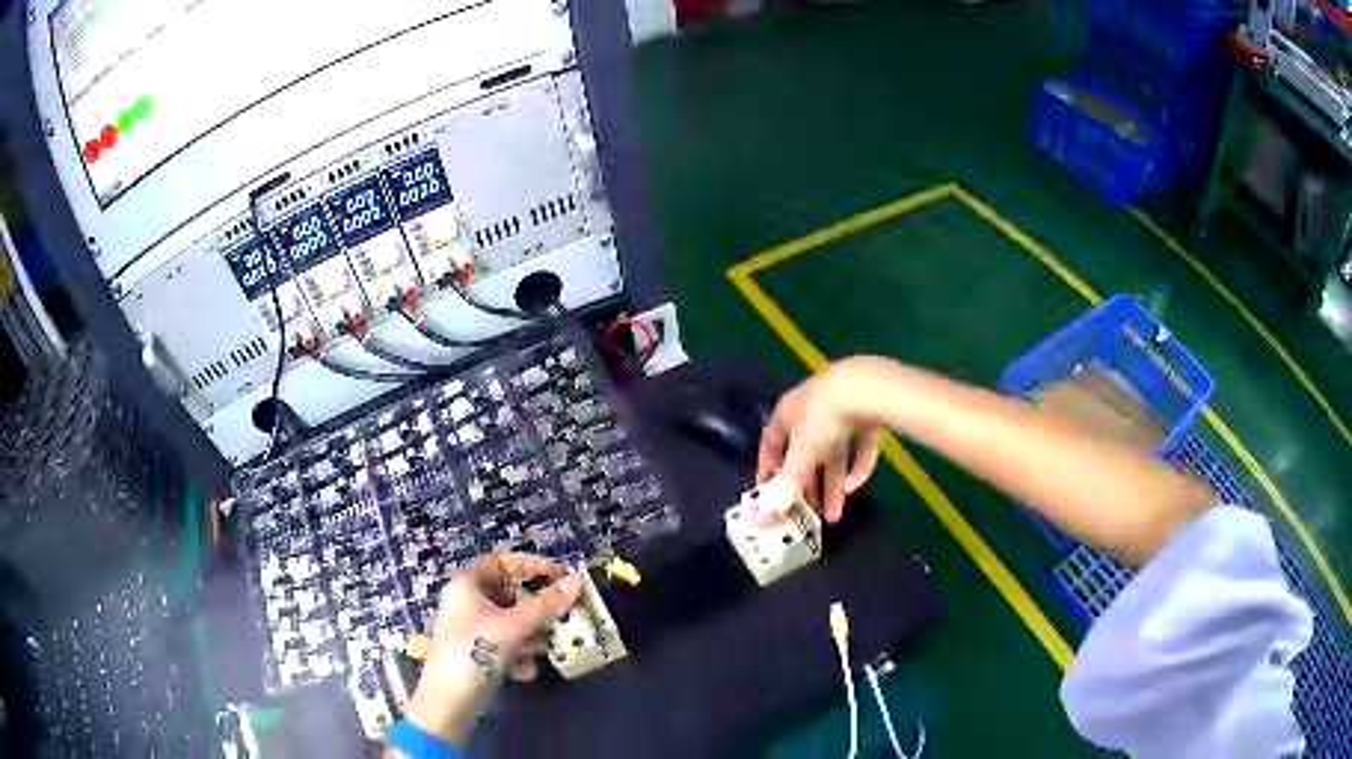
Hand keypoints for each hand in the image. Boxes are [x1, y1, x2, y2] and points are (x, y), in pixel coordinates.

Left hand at [405, 552, 581, 743]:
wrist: (448, 702)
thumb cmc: (475, 652)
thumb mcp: (514, 626)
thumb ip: (547, 604)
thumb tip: (577, 580)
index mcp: (467, 585)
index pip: (500, 561)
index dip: (530, 565)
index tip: (559, 577)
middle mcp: (465, 602)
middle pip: (508, 593)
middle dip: (537, 606)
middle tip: (564, 614)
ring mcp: (469, 629)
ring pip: (509, 622)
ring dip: (532, 633)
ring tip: (551, 647)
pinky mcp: (474, 654)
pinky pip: (503, 644)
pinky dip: (519, 653)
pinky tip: (527, 671)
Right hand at [756, 358, 882, 522]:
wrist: (866, 389)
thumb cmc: (821, 420)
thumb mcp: (799, 458)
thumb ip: (783, 489)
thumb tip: (758, 520)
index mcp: (786, 413)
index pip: (770, 443)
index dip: (768, 469)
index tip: (769, 496)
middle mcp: (810, 409)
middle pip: (805, 454)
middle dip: (808, 487)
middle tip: (810, 514)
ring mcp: (841, 409)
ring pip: (833, 454)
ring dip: (832, 485)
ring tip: (835, 515)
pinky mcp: (867, 413)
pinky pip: (858, 446)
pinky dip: (856, 466)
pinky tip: (855, 486)